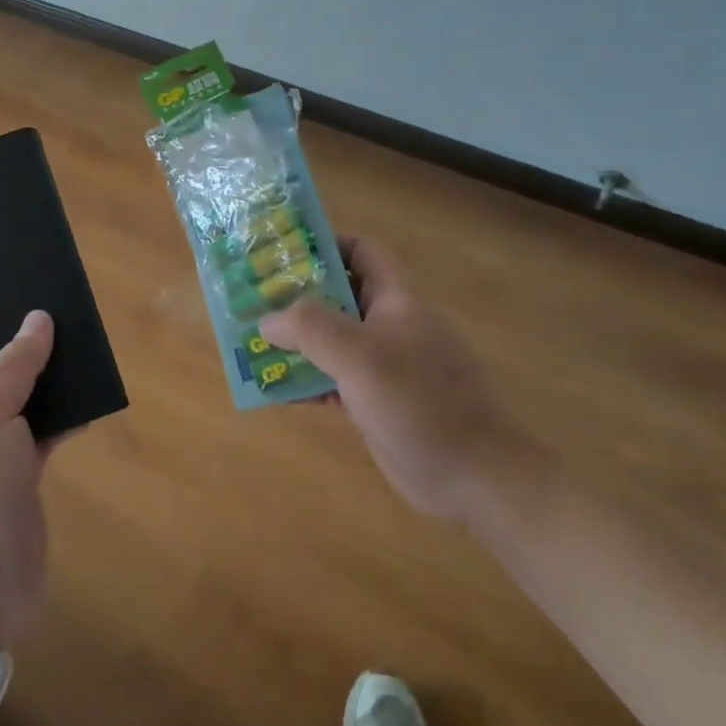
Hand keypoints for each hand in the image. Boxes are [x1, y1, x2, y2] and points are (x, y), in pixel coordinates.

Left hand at [0, 310, 55, 652]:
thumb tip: (38, 318)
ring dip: (48, 374)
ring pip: (21, 392)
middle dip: (19, 338)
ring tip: (83, 347)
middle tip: (60, 314)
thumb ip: (14, 363)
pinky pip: (43, 427)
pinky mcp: (20, 469)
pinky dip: (64, 413)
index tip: (10, 295)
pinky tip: (91, 399)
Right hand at [260, 237, 549, 524]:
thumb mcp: (361, 356)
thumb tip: (266, 320)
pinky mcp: (377, 402)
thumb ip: (310, 328)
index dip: (323, 245)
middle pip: (338, 295)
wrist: (476, 480)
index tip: (279, 255)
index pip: (361, 251)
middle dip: (294, 297)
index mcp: (396, 300)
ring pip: (331, 341)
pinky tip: (274, 391)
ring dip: (294, 342)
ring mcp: (384, 366)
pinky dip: (305, 381)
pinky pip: (333, 380)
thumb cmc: (421, 403)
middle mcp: (390, 325)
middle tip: (251, 300)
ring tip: (250, 343)